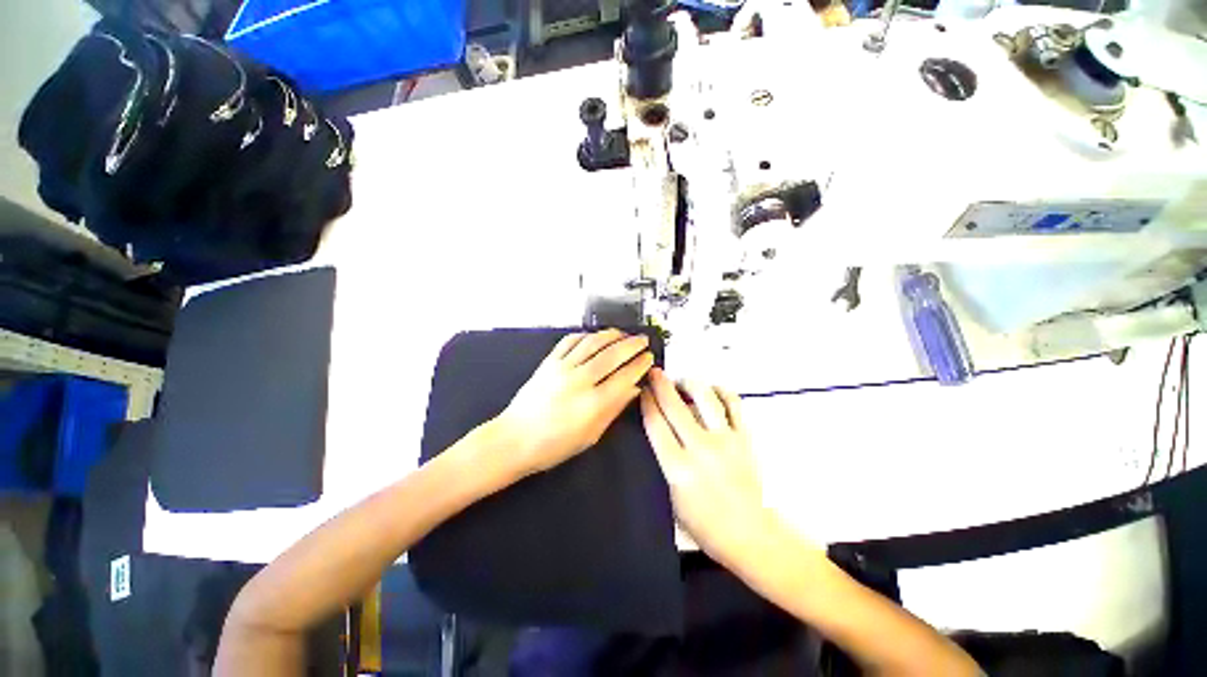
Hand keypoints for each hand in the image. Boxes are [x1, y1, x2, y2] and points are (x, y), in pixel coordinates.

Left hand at [497, 329, 654, 475]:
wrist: (514, 439)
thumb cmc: (555, 445)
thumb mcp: (591, 435)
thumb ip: (614, 409)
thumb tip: (634, 389)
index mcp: (593, 404)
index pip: (624, 377)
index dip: (640, 365)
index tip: (649, 358)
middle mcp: (580, 381)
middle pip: (612, 355)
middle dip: (632, 345)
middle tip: (643, 340)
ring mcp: (562, 368)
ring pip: (592, 343)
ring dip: (612, 335)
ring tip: (623, 333)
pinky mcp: (548, 362)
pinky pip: (570, 341)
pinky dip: (585, 335)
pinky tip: (594, 336)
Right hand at [640, 368, 772, 565]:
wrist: (748, 534)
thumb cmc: (703, 523)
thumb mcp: (672, 496)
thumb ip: (664, 460)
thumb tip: (658, 429)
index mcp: (678, 468)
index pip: (656, 424)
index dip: (646, 402)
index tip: (642, 390)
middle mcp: (701, 448)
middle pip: (675, 406)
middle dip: (661, 385)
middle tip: (655, 373)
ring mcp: (726, 440)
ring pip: (705, 398)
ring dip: (690, 383)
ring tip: (683, 380)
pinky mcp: (745, 438)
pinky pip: (734, 404)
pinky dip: (722, 391)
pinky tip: (713, 389)